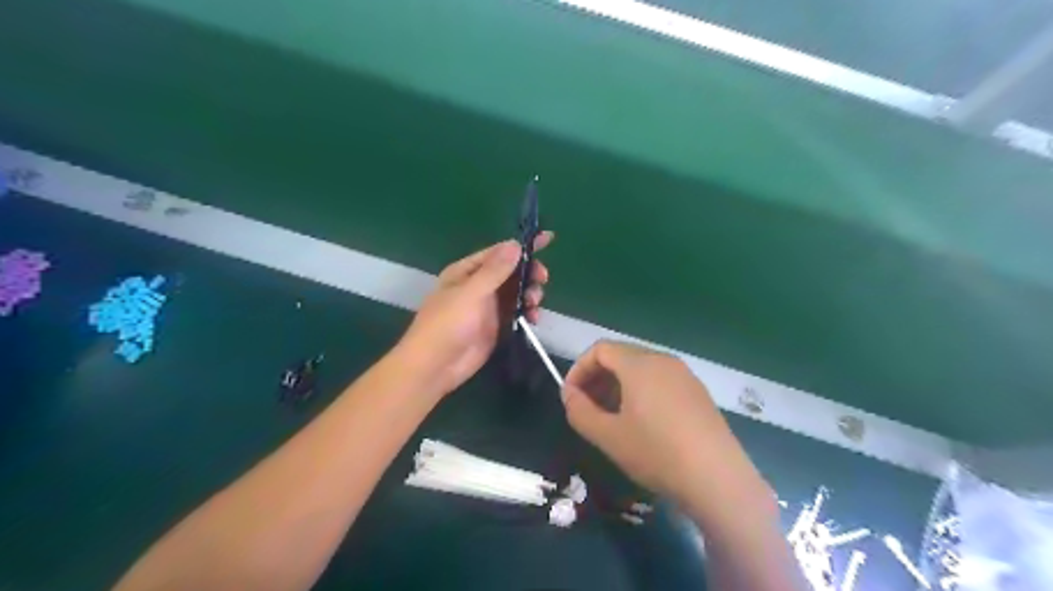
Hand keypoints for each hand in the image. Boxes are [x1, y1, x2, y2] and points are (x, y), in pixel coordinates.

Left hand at [400, 232, 553, 398]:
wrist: (435, 366)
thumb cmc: (447, 324)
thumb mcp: (471, 293)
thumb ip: (495, 271)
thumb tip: (515, 244)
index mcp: (466, 271)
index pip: (498, 252)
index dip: (522, 246)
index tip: (547, 239)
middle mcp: (478, 286)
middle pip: (511, 272)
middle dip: (529, 273)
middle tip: (542, 279)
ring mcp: (487, 307)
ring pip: (516, 293)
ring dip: (530, 294)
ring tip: (534, 302)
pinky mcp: (495, 326)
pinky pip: (516, 313)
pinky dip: (527, 313)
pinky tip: (533, 318)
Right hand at [564, 340, 760, 505]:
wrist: (719, 480)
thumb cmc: (657, 453)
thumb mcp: (608, 436)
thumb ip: (580, 411)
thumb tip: (568, 394)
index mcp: (640, 364)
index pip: (600, 349)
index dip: (579, 369)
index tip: (570, 396)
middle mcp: (663, 360)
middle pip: (621, 357)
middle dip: (597, 378)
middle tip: (587, 408)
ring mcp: (685, 376)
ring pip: (641, 370)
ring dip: (618, 387)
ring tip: (611, 417)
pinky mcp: (698, 394)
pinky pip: (660, 382)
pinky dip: (641, 393)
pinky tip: (642, 423)